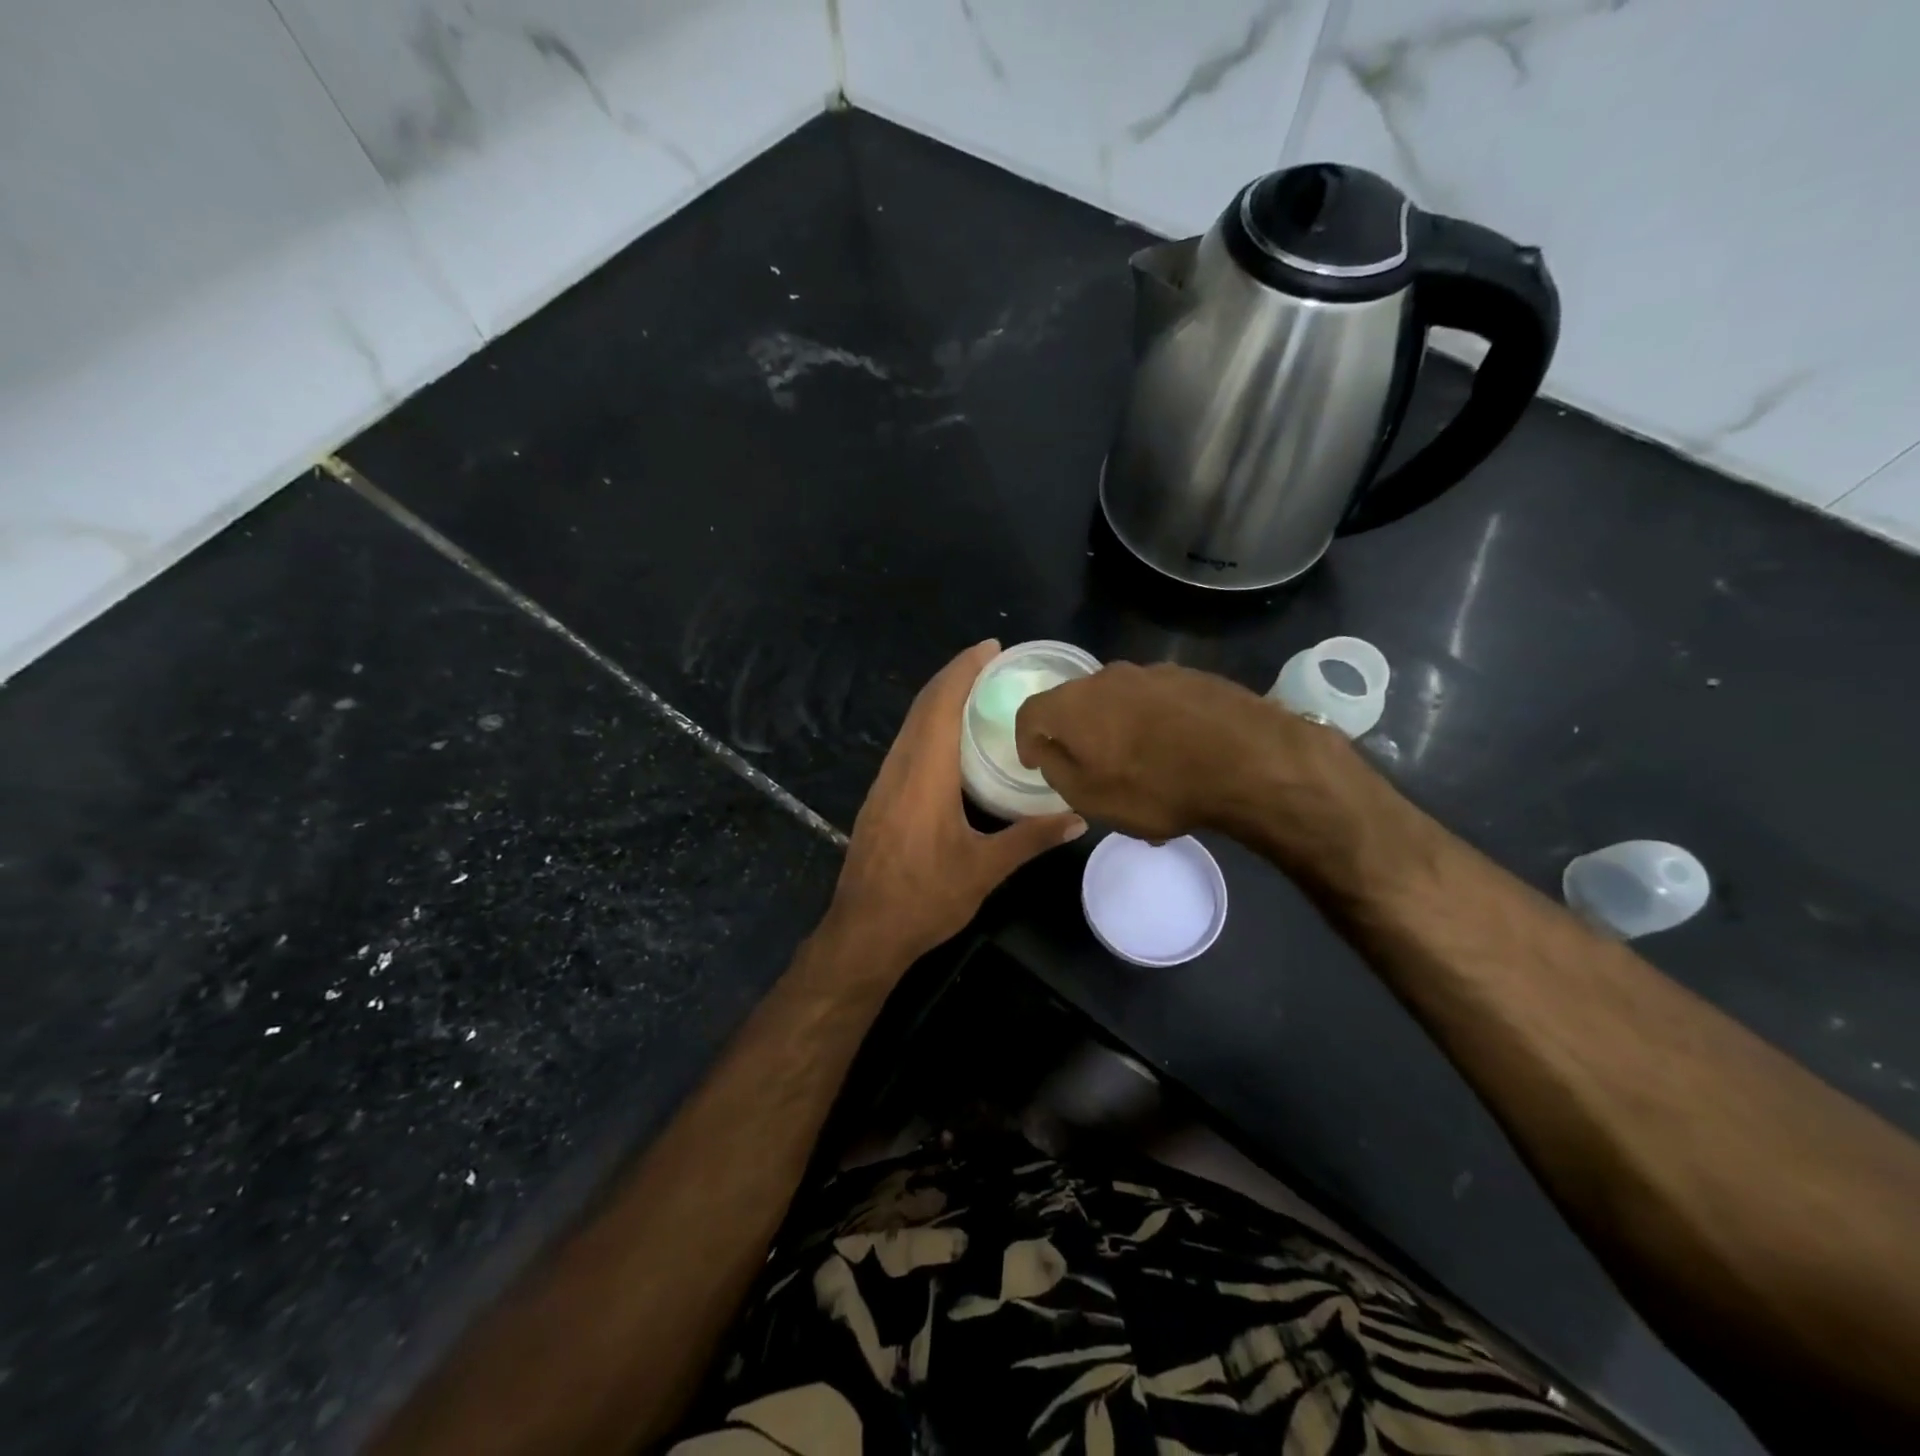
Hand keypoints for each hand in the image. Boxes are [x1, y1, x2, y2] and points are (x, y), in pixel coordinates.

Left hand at [829, 641, 1086, 963]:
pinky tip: (950, 741)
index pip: (942, 705)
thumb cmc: (925, 898)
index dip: (964, 670)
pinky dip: (929, 727)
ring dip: (939, 700)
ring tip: (976, 692)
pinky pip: (905, 746)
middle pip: (923, 707)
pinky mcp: (879, 799)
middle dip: (954, 677)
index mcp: (925, 774)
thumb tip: (1079, 819)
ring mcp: (884, 783)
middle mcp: (900, 768)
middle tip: (991, 663)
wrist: (864, 931)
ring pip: (910, 725)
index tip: (990, 648)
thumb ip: (1032, 838)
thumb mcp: (985, 869)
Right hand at [1015, 660, 1357, 844]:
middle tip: (1088, 767)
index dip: (1026, 738)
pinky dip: (1153, 724)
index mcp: (1073, 704)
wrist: (1248, 759)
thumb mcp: (1091, 797)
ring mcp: (1153, 672)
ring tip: (1139, 766)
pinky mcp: (1192, 677)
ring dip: (1117, 728)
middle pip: (1076, 702)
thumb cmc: (1156, 786)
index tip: (1035, 762)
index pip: (1031, 712)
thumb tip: (1047, 749)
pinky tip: (1176, 754)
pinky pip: (1156, 702)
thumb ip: (1057, 769)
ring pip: (1119, 701)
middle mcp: (1107, 677)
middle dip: (1075, 733)